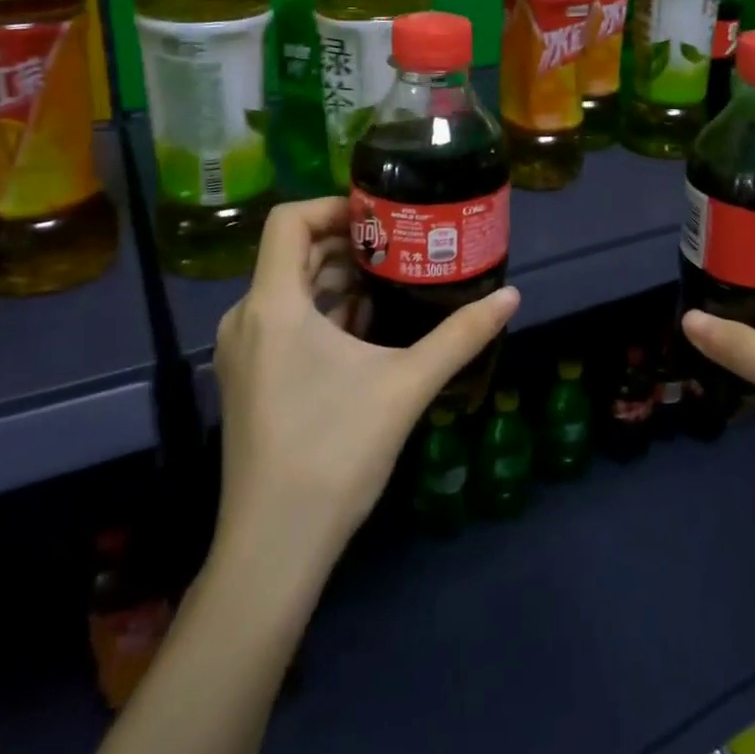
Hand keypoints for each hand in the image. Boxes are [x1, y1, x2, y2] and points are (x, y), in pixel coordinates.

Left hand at [211, 198, 519, 568]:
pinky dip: (321, 310)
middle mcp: (246, 317)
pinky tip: (364, 328)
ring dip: (336, 278)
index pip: (290, 220)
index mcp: (274, 305)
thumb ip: (460, 335)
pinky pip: (282, 321)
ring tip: (391, 281)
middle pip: (292, 252)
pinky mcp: (247, 379)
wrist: (274, 547)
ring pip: (288, 288)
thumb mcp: (407, 385)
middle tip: (401, 245)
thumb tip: (512, 297)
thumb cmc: (334, 452)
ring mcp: (242, 352)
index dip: (335, 206)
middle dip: (347, 242)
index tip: (383, 216)